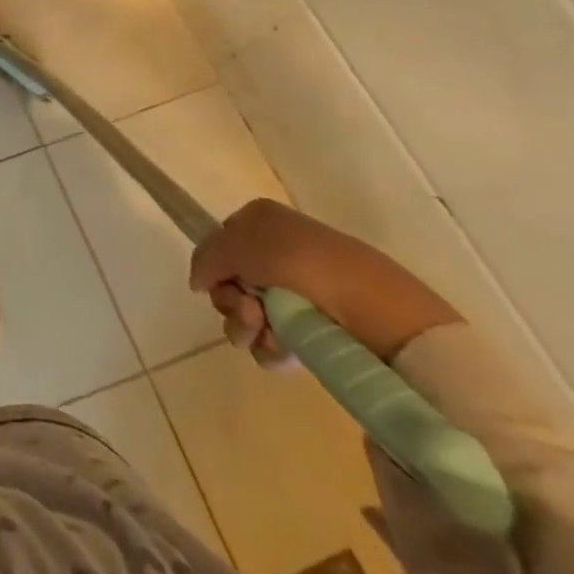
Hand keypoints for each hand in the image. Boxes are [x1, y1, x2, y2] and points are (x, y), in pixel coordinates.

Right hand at [190, 199, 462, 363]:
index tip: (221, 282)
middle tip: (249, 313)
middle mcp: (277, 253)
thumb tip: (197, 282)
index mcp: (261, 222)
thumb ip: (206, 257)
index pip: (219, 244)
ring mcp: (297, 293)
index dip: (215, 266)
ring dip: (247, 327)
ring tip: (267, 334)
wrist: (376, 308)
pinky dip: (271, 348)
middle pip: (230, 282)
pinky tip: (284, 351)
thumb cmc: (301, 263)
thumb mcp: (239, 244)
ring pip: (248, 315)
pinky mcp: (315, 330)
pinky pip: (274, 341)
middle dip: (230, 302)